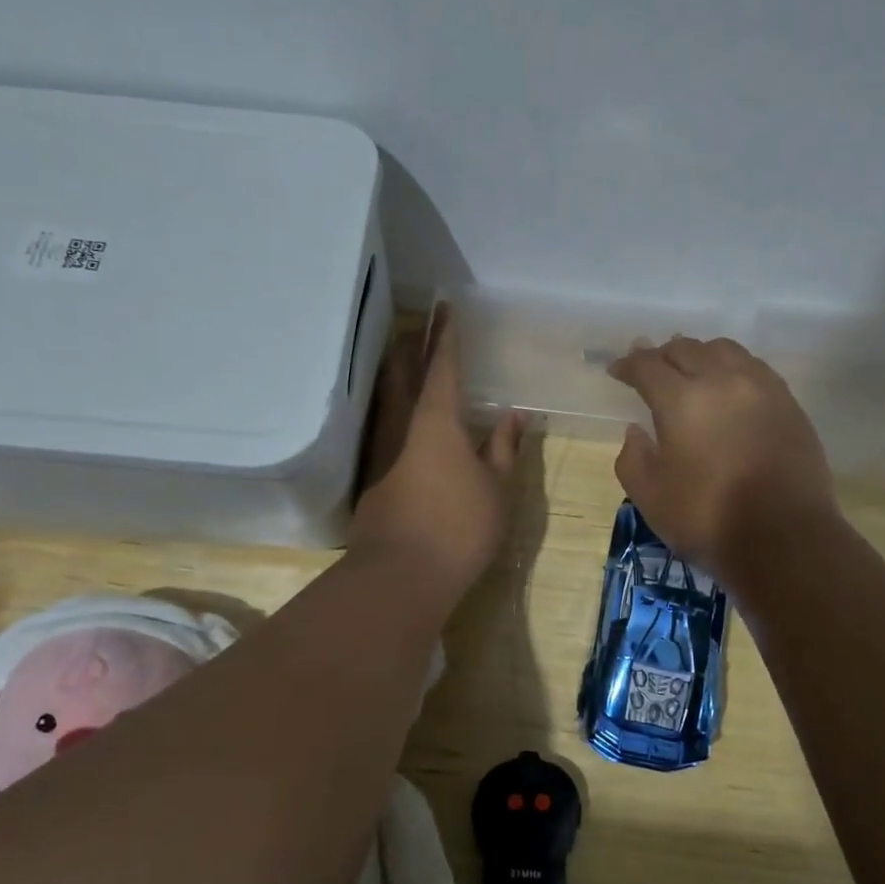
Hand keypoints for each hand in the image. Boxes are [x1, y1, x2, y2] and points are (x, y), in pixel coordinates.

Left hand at [350, 307, 525, 602]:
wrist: (402, 576)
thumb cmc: (461, 527)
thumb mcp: (497, 488)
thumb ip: (504, 448)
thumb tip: (513, 416)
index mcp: (438, 421)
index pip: (442, 367)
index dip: (446, 337)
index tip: (446, 307)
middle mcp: (402, 426)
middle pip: (404, 373)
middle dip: (413, 344)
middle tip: (419, 320)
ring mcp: (380, 451)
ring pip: (386, 398)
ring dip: (395, 371)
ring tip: (402, 353)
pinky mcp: (371, 476)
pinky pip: (382, 425)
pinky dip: (391, 406)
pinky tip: (396, 414)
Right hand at [608, 336, 835, 578]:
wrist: (783, 537)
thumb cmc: (708, 519)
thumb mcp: (650, 497)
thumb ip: (633, 458)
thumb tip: (636, 431)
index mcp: (681, 400)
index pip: (647, 365)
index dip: (628, 364)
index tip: (617, 370)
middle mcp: (722, 380)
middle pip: (686, 348)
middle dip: (662, 354)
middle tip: (650, 369)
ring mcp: (761, 388)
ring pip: (724, 350)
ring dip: (700, 354)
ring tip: (691, 370)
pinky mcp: (788, 402)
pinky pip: (754, 367)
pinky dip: (732, 368)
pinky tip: (729, 387)